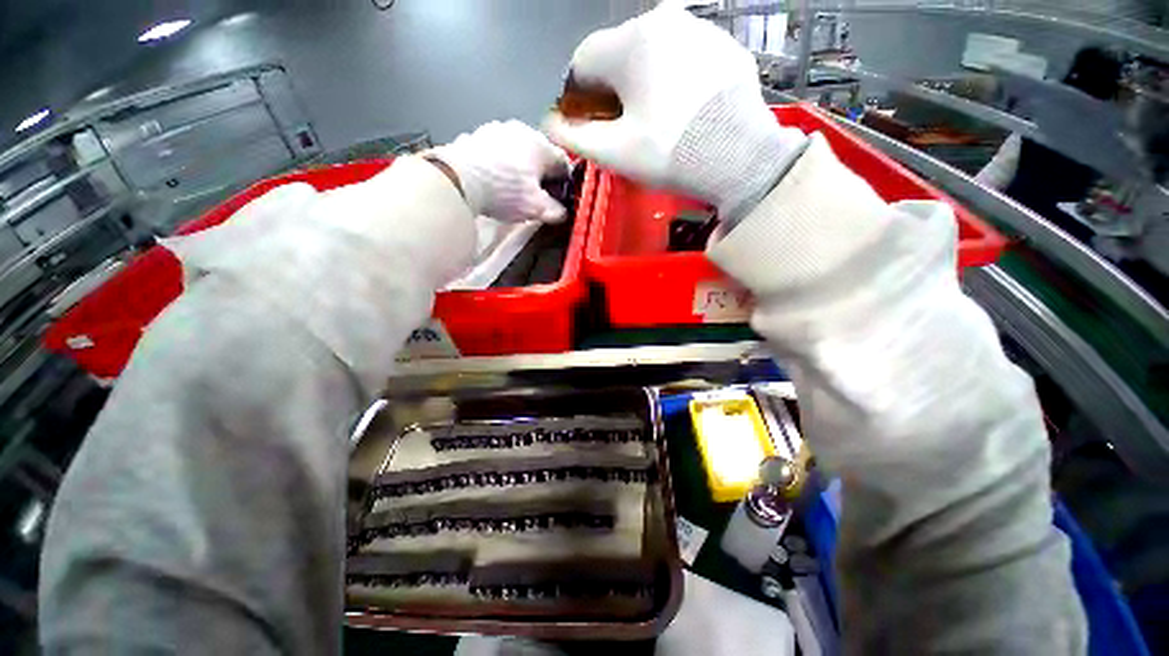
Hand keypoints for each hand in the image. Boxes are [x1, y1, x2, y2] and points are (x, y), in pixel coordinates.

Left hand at [429, 120, 571, 222]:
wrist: (457, 178)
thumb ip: (555, 210)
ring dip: (521, 168)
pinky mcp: (476, 135)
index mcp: (541, 145)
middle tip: (537, 195)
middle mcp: (522, 130)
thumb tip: (562, 212)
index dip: (564, 183)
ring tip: (513, 188)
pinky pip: (497, 151)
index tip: (559, 199)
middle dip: (542, 175)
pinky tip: (494, 180)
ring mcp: (497, 130)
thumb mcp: (536, 208)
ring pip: (518, 151)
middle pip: (540, 155)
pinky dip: (501, 164)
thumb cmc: (505, 191)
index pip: (563, 163)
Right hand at [543, 6, 806, 222]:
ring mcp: (698, 28)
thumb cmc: (669, 153)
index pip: (582, 62)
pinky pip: (682, 57)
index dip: (578, 98)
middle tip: (622, 129)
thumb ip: (575, 137)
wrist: (739, 156)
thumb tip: (550, 126)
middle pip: (617, 56)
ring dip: (641, 84)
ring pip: (650, 55)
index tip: (588, 126)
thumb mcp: (615, 152)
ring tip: (653, 122)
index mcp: (629, 43)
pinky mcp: (722, 44)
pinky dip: (672, 79)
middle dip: (611, 92)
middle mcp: (662, 21)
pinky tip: (682, 110)